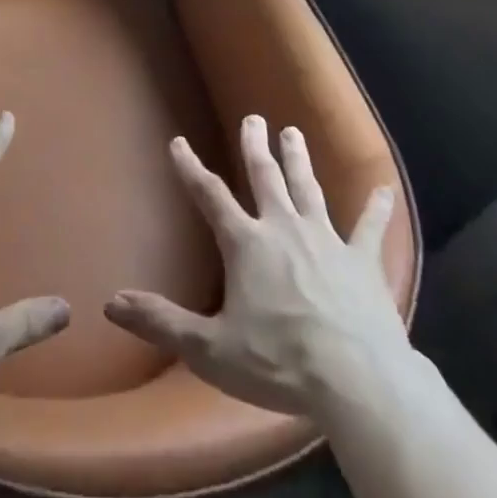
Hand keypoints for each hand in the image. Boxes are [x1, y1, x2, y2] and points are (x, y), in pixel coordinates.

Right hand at [104, 114, 409, 418]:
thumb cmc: (278, 362)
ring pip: (309, 188)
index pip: (210, 196)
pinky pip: (370, 227)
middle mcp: (284, 228)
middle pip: (266, 177)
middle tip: (254, 118)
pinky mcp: (362, 260)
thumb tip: (111, 303)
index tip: (179, 142)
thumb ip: (162, 322)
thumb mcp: (210, 349)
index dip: (191, 168)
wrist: (356, 379)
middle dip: (256, 146)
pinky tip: (385, 188)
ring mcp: (326, 239)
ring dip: (299, 159)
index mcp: (246, 244)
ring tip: (293, 132)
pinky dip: (377, 207)